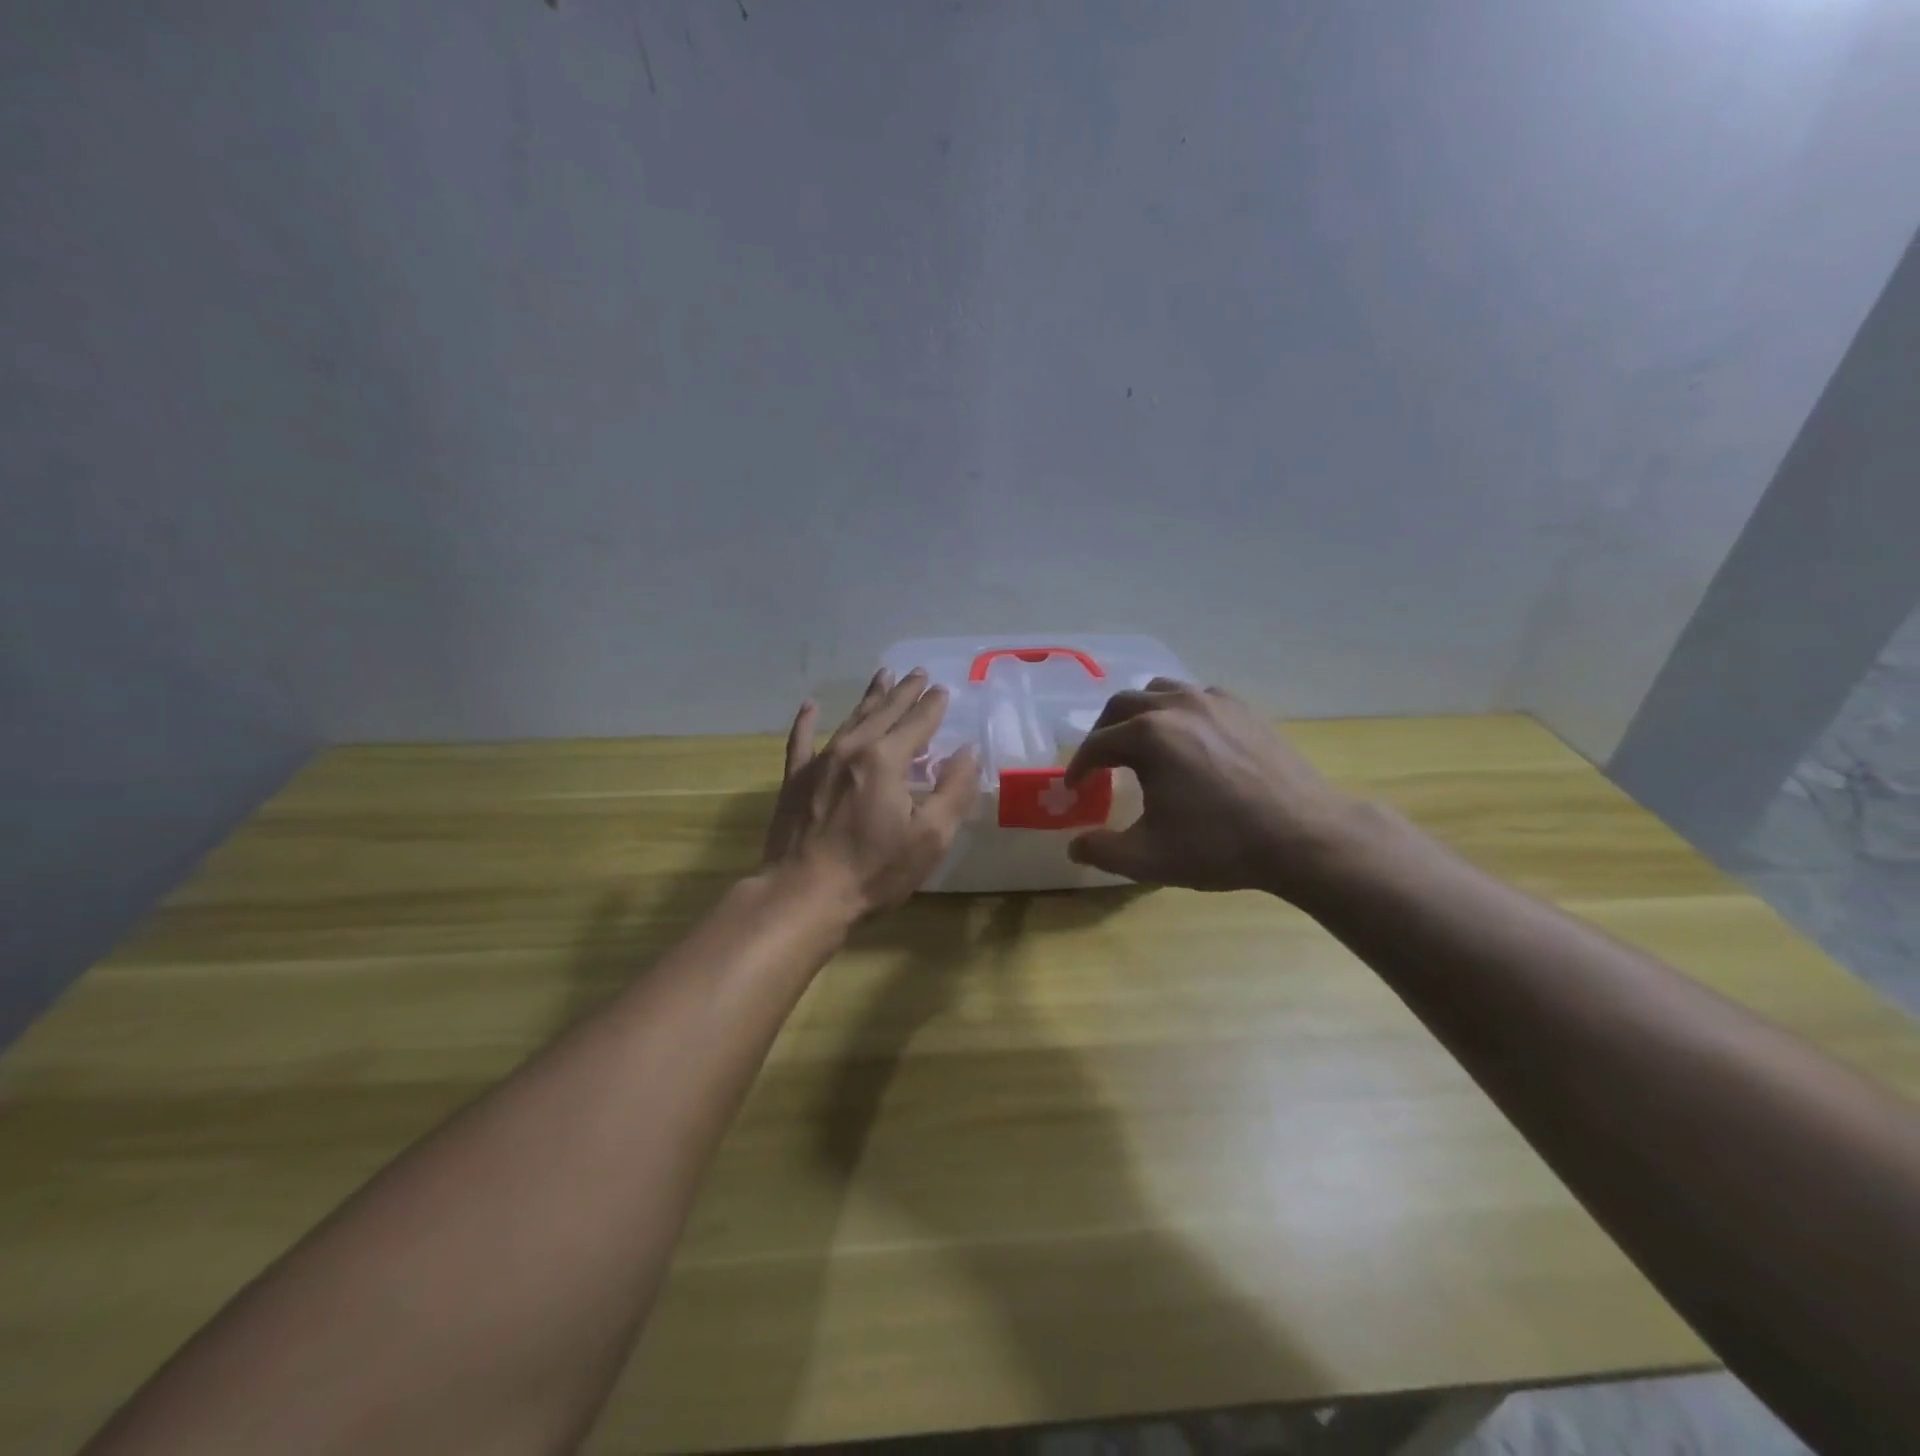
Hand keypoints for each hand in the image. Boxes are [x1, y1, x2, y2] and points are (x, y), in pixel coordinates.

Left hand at [764, 668, 979, 916]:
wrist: (804, 894)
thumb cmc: (874, 870)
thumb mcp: (930, 837)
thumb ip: (953, 790)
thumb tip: (967, 751)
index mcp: (886, 759)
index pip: (917, 723)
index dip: (932, 705)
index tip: (943, 689)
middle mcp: (852, 749)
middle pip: (884, 712)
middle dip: (904, 692)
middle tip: (918, 672)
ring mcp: (819, 762)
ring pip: (850, 719)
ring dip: (870, 698)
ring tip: (883, 676)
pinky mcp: (795, 780)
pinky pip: (801, 741)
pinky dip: (806, 721)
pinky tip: (810, 706)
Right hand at [1063, 678, 1358, 899]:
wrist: (1304, 836)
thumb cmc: (1220, 845)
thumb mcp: (1149, 858)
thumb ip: (1102, 851)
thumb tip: (1074, 846)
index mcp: (1148, 736)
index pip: (1097, 744)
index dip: (1078, 768)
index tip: (1073, 789)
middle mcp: (1176, 705)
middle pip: (1121, 705)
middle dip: (1102, 732)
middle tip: (1099, 762)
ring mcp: (1213, 701)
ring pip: (1159, 691)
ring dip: (1138, 714)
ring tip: (1138, 743)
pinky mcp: (1242, 708)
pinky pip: (1195, 697)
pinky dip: (1176, 712)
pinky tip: (1186, 740)